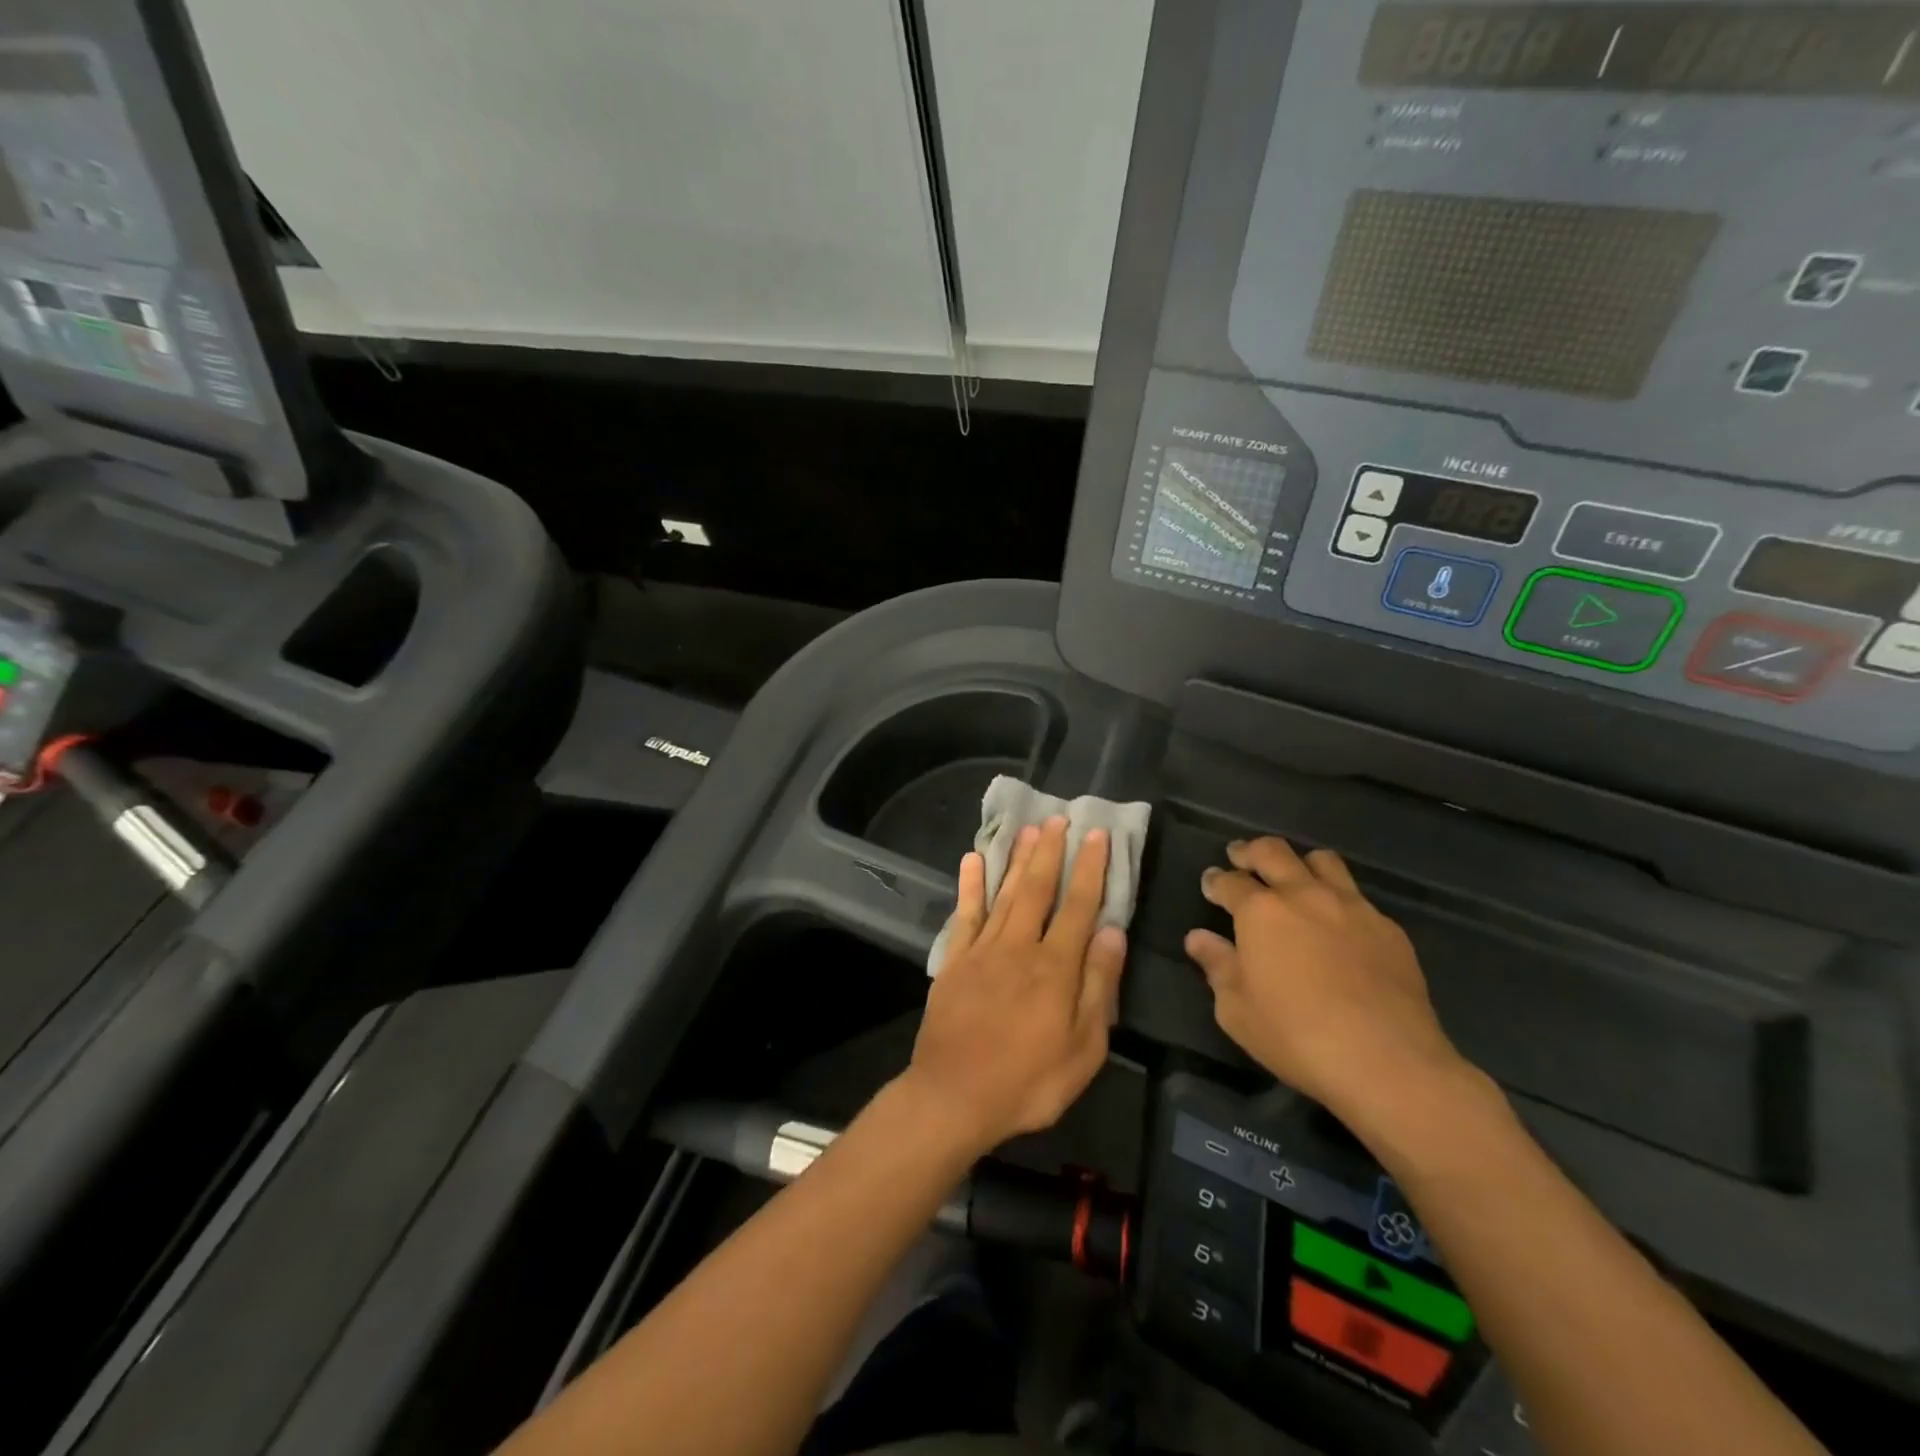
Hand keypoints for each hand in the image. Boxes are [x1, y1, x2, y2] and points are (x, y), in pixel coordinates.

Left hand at [908, 817, 1127, 1152]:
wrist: (954, 1096)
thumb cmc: (1028, 1081)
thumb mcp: (1083, 1048)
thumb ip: (1098, 985)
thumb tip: (1112, 931)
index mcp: (1055, 967)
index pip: (1079, 905)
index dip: (1090, 868)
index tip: (1097, 835)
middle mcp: (1019, 946)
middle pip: (1038, 888)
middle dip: (1051, 851)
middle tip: (1060, 818)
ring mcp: (983, 949)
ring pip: (1005, 892)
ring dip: (1018, 858)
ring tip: (1029, 828)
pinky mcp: (955, 960)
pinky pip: (966, 913)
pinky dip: (971, 885)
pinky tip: (974, 859)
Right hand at [1184, 838, 1470, 1128]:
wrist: (1386, 1061)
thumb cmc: (1296, 1036)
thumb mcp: (1237, 1010)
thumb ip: (1217, 966)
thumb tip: (1199, 938)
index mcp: (1260, 911)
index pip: (1229, 881)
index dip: (1215, 880)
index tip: (1210, 884)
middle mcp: (1304, 895)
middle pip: (1273, 852)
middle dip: (1251, 851)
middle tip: (1240, 857)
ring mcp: (1351, 907)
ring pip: (1322, 861)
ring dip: (1300, 863)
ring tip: (1293, 878)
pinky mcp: (1387, 928)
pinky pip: (1357, 896)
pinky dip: (1337, 898)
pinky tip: (1337, 923)